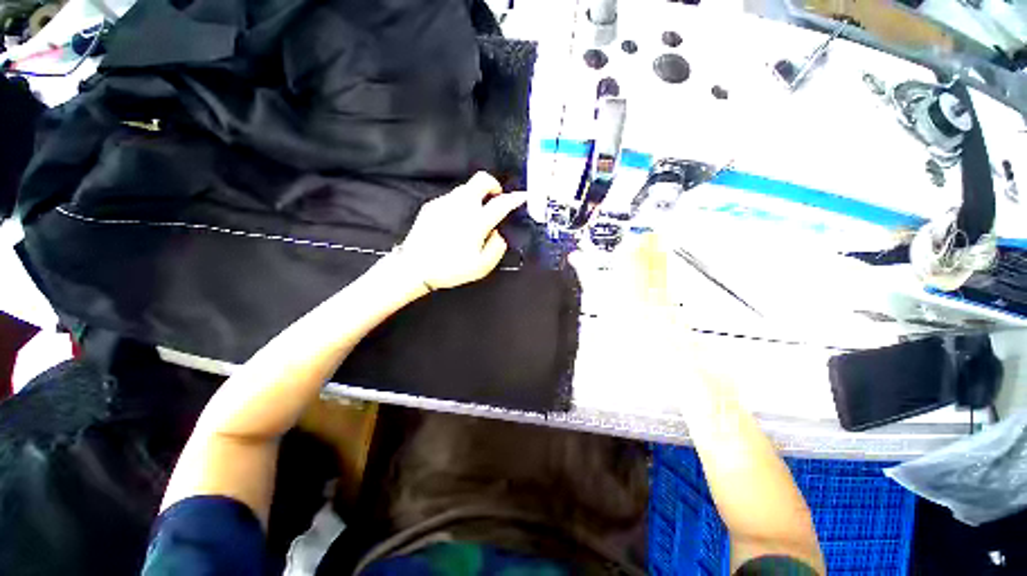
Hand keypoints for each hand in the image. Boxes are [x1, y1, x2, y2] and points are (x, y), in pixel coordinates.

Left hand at [398, 172, 526, 290]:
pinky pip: (451, 198)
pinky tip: (455, 222)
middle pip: (481, 179)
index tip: (522, 196)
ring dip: (476, 196)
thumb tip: (497, 233)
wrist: (414, 267)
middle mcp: (461, 205)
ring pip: (466, 188)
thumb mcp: (482, 266)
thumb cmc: (451, 269)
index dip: (515, 198)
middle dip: (493, 185)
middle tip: (496, 199)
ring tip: (475, 215)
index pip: (501, 203)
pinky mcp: (431, 205)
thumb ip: (497, 247)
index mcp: (476, 221)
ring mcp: (444, 203)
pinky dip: (460, 204)